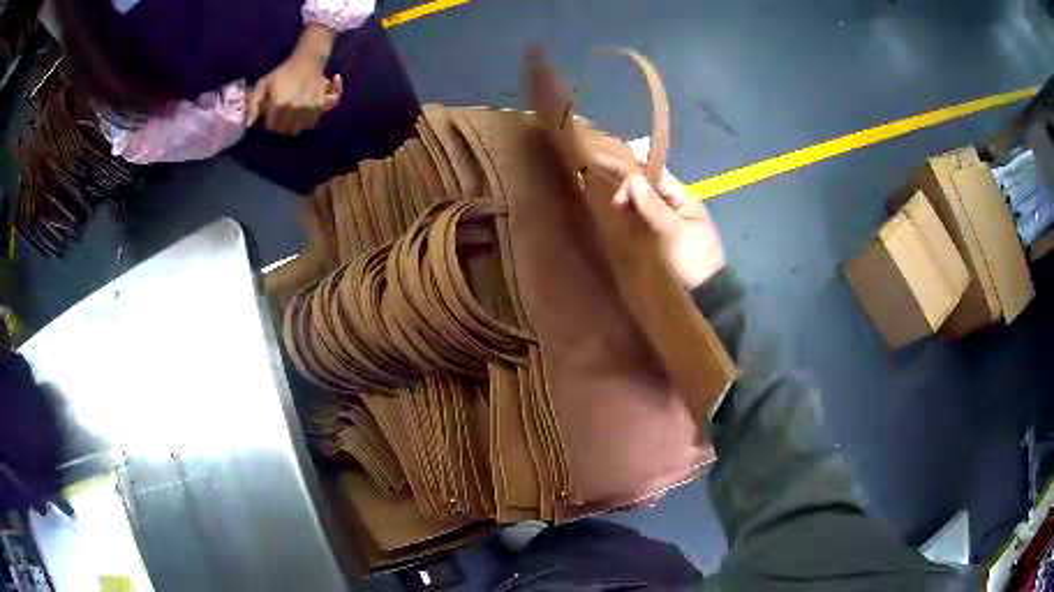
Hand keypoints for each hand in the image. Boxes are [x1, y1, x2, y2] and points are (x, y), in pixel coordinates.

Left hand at [247, 61, 341, 135]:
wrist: (308, 60)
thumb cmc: (283, 72)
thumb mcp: (263, 84)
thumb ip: (253, 104)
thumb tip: (250, 123)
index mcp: (279, 104)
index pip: (271, 126)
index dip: (269, 122)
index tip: (270, 115)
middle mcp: (294, 109)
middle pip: (284, 130)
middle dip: (280, 125)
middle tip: (280, 115)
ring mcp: (308, 109)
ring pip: (297, 129)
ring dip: (293, 125)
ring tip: (291, 115)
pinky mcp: (319, 107)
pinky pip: (310, 123)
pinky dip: (305, 122)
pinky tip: (302, 113)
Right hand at [612, 170, 725, 289]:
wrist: (707, 293)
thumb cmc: (693, 259)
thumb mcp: (674, 231)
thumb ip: (654, 206)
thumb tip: (633, 178)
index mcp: (687, 200)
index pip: (659, 178)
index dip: (638, 181)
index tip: (620, 196)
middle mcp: (680, 207)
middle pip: (653, 190)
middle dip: (634, 194)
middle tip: (617, 209)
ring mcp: (674, 222)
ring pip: (649, 205)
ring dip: (634, 206)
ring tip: (619, 215)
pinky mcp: (667, 237)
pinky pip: (649, 220)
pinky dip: (638, 219)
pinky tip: (628, 225)